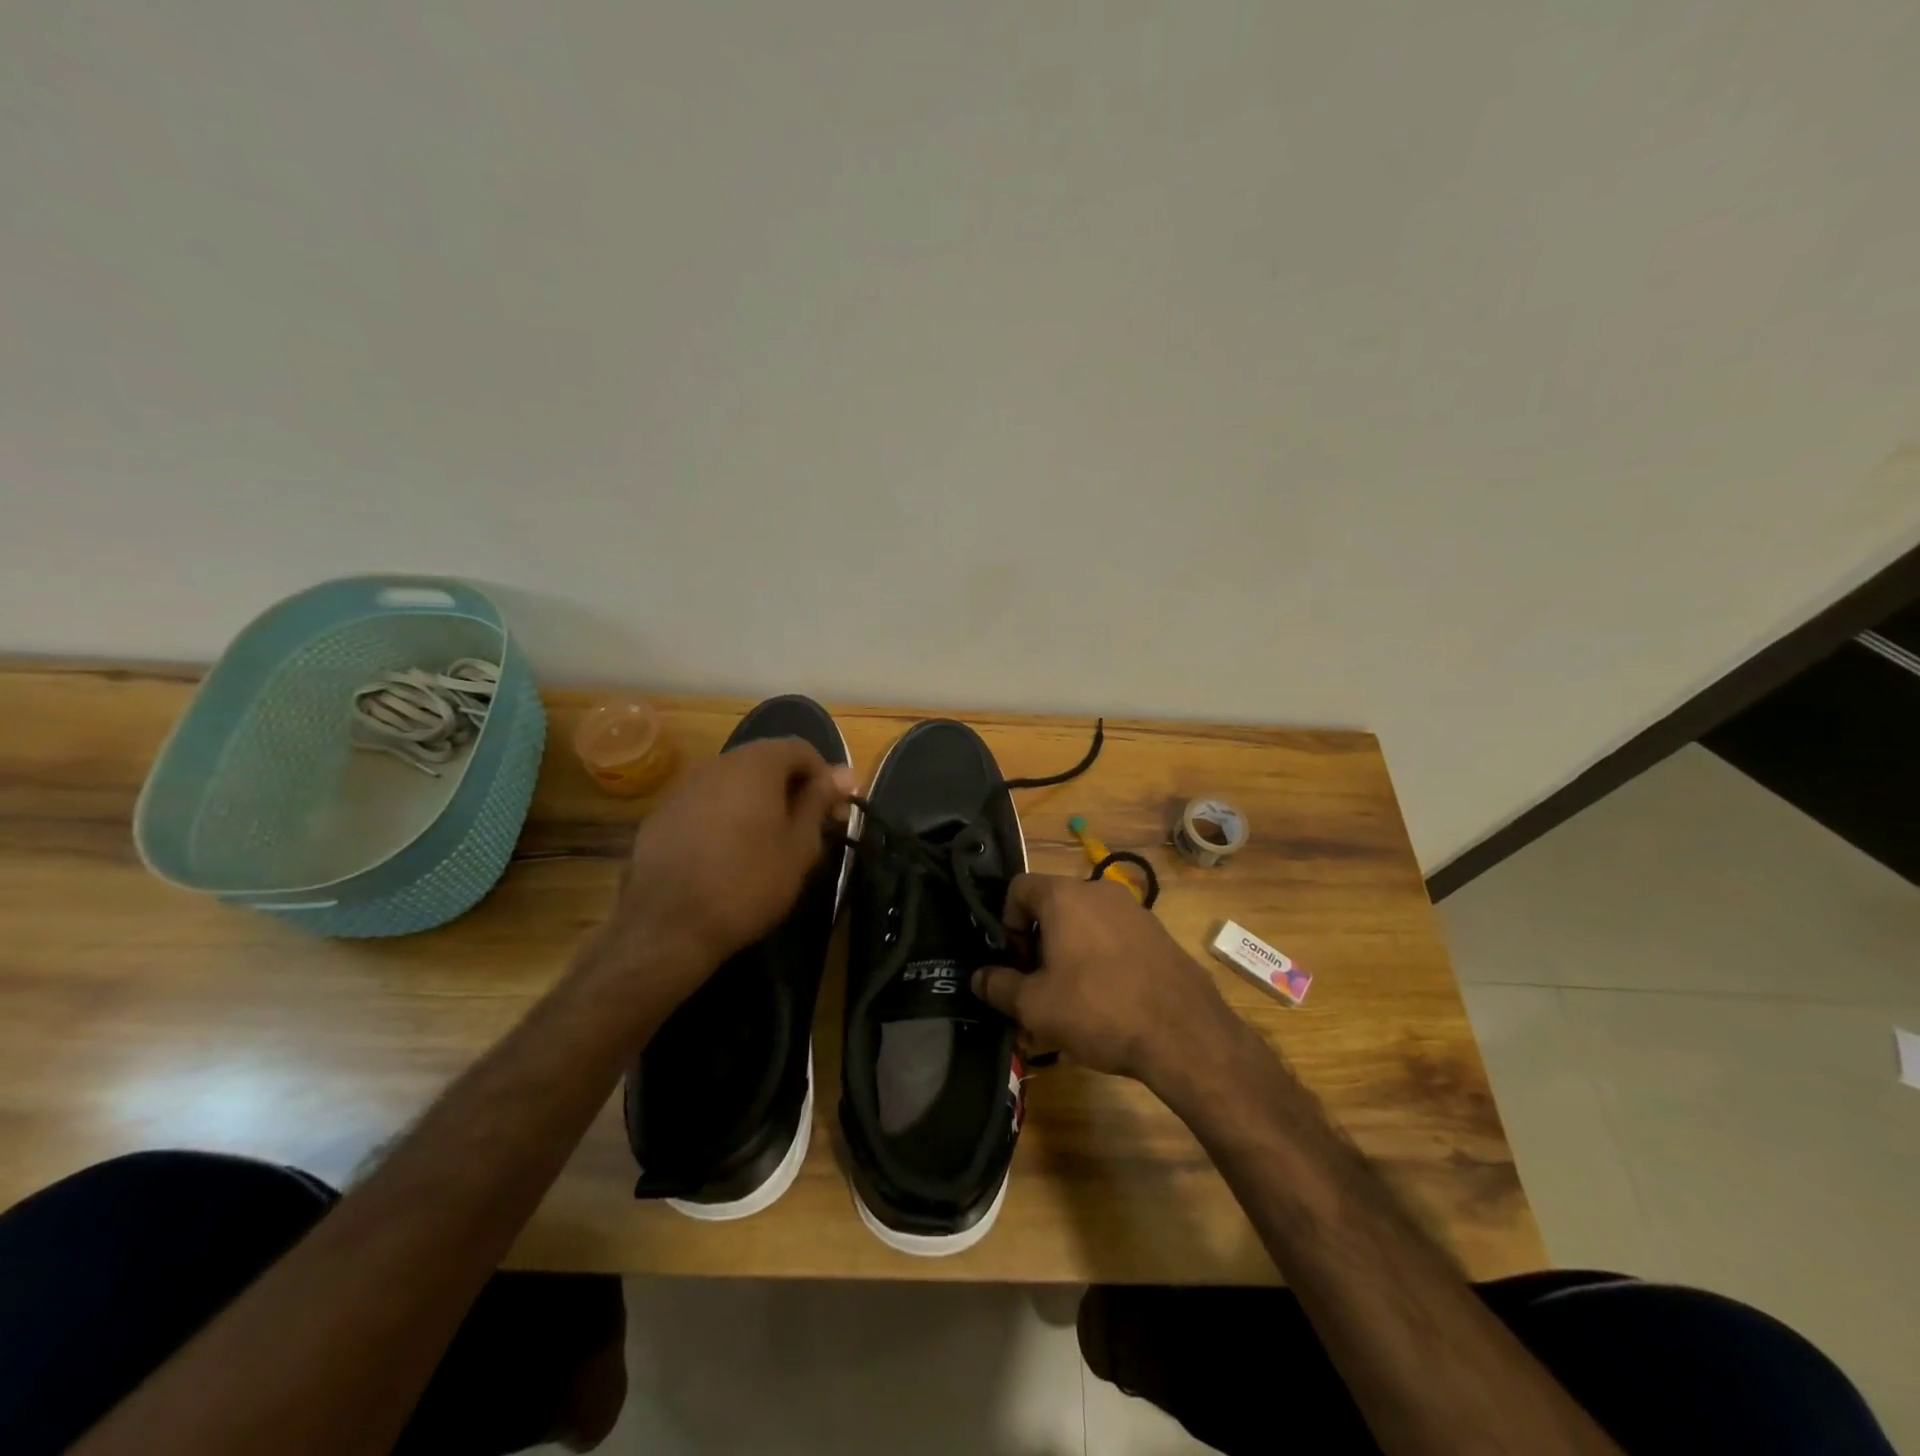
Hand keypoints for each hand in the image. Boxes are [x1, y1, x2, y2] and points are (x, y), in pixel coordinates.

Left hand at [584, 737, 852, 1010]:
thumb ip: (820, 802)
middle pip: (765, 762)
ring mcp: (684, 788)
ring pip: (734, 783)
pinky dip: (726, 817)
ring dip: (758, 803)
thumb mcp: (800, 846)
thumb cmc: (748, 883)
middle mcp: (717, 764)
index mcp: (756, 765)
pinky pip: (706, 804)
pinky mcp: (662, 815)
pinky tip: (729, 855)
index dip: (824, 777)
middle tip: (808, 829)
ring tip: (769, 843)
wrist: (668, 927)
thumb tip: (844, 772)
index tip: (835, 813)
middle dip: (791, 788)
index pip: (801, 749)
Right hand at [971, 874, 1244, 1086]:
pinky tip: (1108, 999)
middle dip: (1038, 941)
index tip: (1016, 962)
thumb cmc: (1097, 1009)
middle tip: (1039, 985)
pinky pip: (1114, 935)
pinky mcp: (1158, 933)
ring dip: (1069, 950)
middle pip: (1052, 904)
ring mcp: (1134, 909)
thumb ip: (999, 986)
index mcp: (1064, 896)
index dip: (1006, 922)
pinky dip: (1100, 956)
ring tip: (1072, 997)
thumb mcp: (1035, 1006)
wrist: (1184, 1033)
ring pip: (1085, 922)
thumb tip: (978, 977)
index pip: (1018, 887)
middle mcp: (1099, 890)